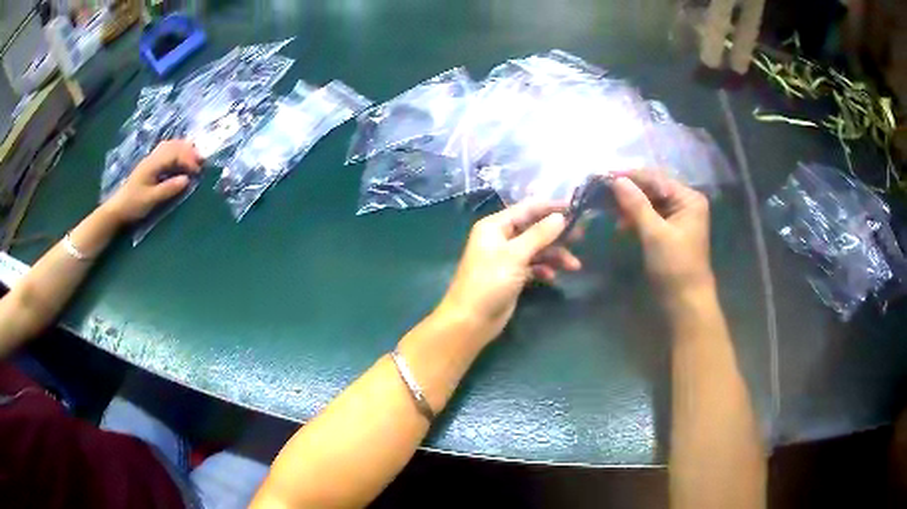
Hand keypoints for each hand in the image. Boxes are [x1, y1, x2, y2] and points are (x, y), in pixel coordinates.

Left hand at [103, 140, 201, 223]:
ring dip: (184, 149)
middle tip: (202, 161)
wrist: (117, 209)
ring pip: (171, 146)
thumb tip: (187, 180)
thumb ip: (168, 188)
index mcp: (153, 164)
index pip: (175, 154)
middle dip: (189, 151)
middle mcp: (153, 157)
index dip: (188, 159)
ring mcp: (151, 160)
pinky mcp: (151, 165)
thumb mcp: (151, 199)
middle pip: (174, 145)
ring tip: (195, 158)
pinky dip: (178, 152)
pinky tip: (182, 159)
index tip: (198, 170)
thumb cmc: (133, 205)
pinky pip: (167, 151)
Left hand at [438, 202, 581, 343]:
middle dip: (557, 233)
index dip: (551, 207)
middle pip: (534, 228)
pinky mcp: (512, 276)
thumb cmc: (489, 282)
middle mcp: (500, 237)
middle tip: (582, 235)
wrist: (471, 320)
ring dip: (555, 255)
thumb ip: (539, 234)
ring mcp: (506, 257)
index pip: (527, 208)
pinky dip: (544, 269)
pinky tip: (553, 277)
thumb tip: (561, 217)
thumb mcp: (515, 255)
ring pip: (536, 249)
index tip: (576, 206)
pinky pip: (533, 266)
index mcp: (495, 226)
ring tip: (574, 265)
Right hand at [611, 170, 713, 301]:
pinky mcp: (670, 232)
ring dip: (630, 206)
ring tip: (609, 211)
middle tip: (603, 193)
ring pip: (650, 203)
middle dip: (629, 191)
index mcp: (689, 199)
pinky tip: (621, 225)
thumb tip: (617, 180)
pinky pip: (650, 217)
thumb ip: (636, 204)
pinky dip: (636, 219)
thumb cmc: (675, 267)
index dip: (631, 176)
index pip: (657, 179)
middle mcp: (685, 203)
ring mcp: (678, 218)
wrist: (686, 303)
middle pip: (653, 189)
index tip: (604, 175)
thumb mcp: (655, 234)